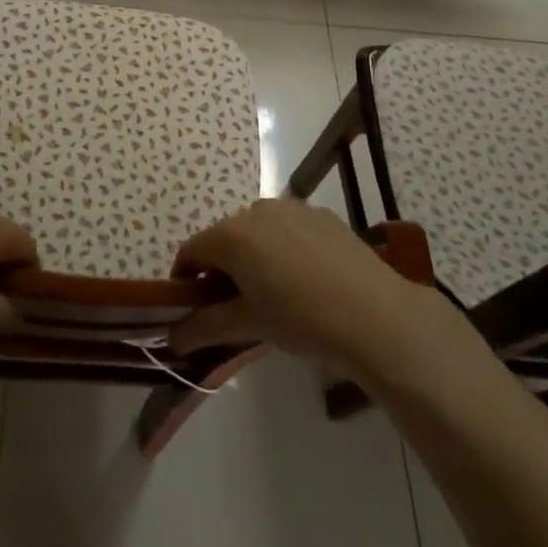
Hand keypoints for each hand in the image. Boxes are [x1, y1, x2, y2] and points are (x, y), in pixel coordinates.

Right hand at [169, 200, 431, 376]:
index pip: (192, 251)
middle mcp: (255, 210)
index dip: (185, 279)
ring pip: (257, 231)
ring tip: (272, 294)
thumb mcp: (248, 325)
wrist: (375, 314)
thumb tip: (172, 338)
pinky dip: (283, 249)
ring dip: (253, 257)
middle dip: (221, 269)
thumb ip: (204, 327)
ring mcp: (291, 208)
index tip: (192, 308)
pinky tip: (305, 281)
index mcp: (231, 234)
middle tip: (234, 307)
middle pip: (224, 238)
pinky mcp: (321, 215)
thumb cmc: (301, 319)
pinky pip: (288, 228)